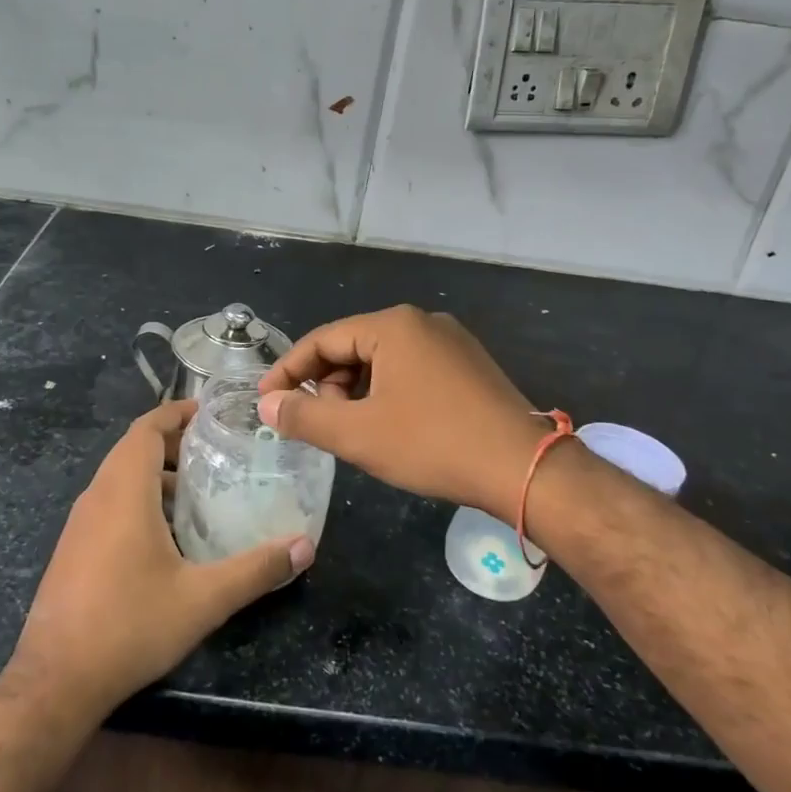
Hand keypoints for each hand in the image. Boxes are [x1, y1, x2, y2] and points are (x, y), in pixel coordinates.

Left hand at [10, 399, 313, 718]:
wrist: (56, 680)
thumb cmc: (130, 625)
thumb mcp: (203, 599)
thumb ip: (256, 569)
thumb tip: (304, 547)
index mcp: (123, 491)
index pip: (146, 428)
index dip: (176, 413)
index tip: (210, 412)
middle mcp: (96, 496)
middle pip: (133, 449)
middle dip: (173, 443)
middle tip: (217, 451)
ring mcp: (79, 523)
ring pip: (119, 478)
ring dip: (155, 473)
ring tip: (199, 490)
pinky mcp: (73, 548)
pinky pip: (109, 503)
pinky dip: (138, 499)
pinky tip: (167, 535)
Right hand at [257, 306, 550, 519]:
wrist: (525, 469)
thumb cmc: (433, 444)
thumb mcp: (358, 434)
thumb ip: (304, 416)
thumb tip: (266, 405)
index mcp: (393, 325)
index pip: (322, 340)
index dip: (288, 371)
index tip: (265, 400)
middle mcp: (422, 322)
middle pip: (353, 347)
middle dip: (327, 384)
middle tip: (315, 423)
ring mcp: (451, 342)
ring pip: (383, 360)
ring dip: (356, 392)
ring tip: (352, 430)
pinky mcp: (469, 366)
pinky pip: (412, 370)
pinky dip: (387, 393)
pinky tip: (389, 426)